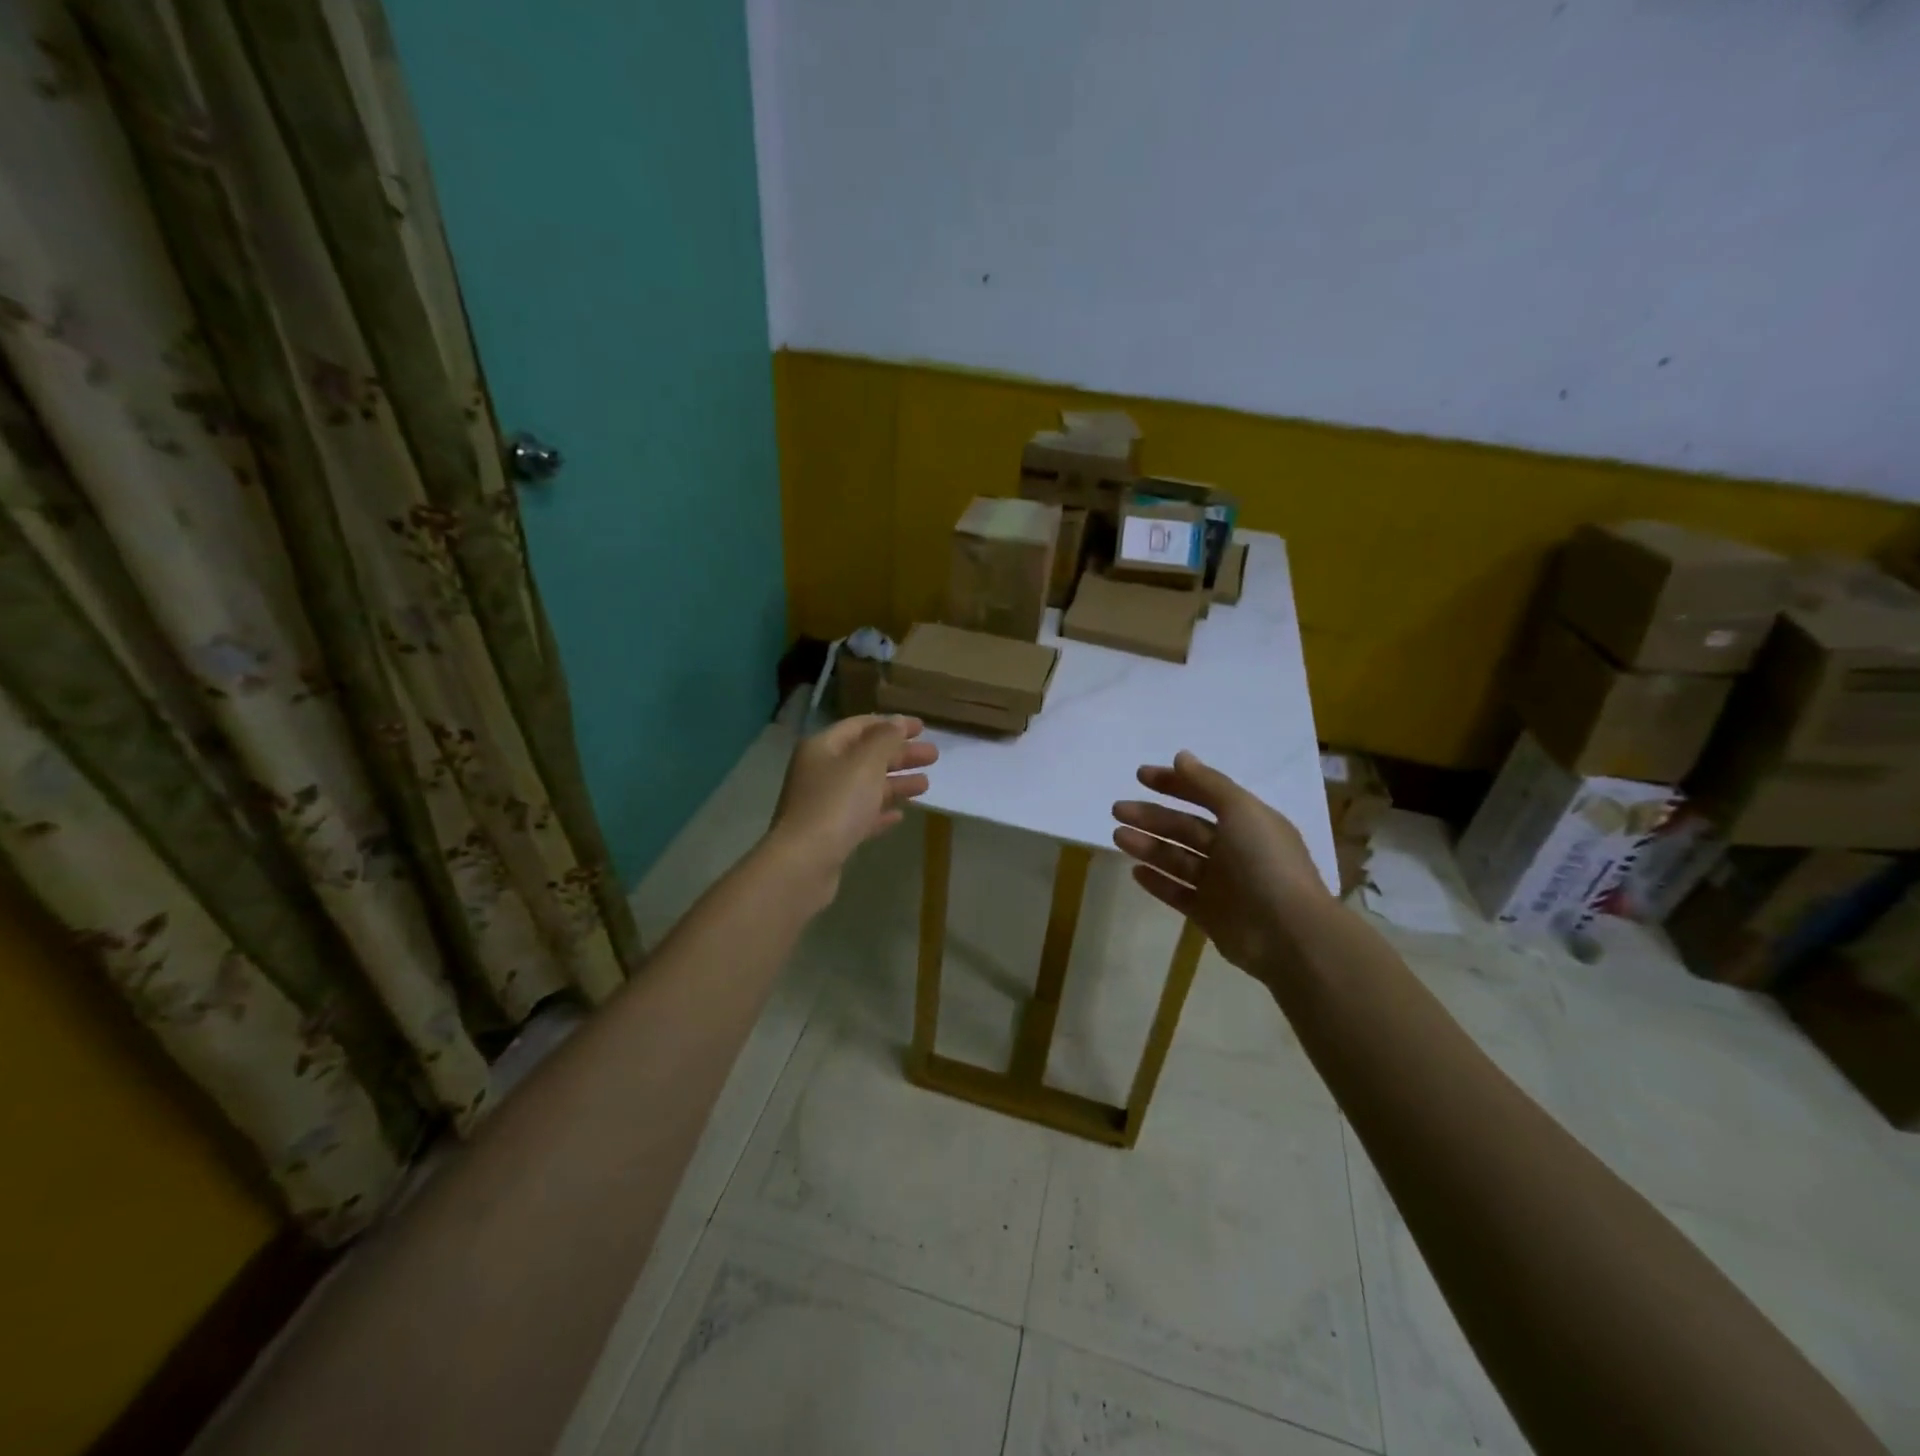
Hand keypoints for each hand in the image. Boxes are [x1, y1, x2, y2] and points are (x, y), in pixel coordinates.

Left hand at [768, 715, 937, 905]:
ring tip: (926, 785)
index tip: (923, 727)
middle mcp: (820, 772)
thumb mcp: (866, 763)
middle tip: (933, 756)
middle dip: (900, 755)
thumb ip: (885, 739)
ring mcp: (824, 804)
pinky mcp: (831, 834)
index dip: (892, 724)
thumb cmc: (836, 804)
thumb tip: (897, 721)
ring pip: (866, 787)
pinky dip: (880, 811)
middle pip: (866, 756)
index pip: (860, 726)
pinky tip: (900, 815)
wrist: (804, 863)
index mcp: (823, 747)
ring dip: (896, 783)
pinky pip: (860, 816)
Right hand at [1112, 751, 1330, 980]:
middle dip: (1152, 817)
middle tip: (1118, 809)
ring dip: (1148, 845)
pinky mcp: (1210, 914)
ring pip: (1177, 859)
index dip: (1174, 784)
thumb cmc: (1265, 862)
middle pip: (1186, 828)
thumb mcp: (1241, 811)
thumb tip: (1180, 756)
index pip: (1206, 795)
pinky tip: (1135, 871)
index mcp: (1248, 822)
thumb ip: (1208, 784)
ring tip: (1118, 836)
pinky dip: (1158, 881)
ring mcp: (1222, 884)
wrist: (1287, 934)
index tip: (1140, 775)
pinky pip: (1178, 893)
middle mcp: (1235, 850)